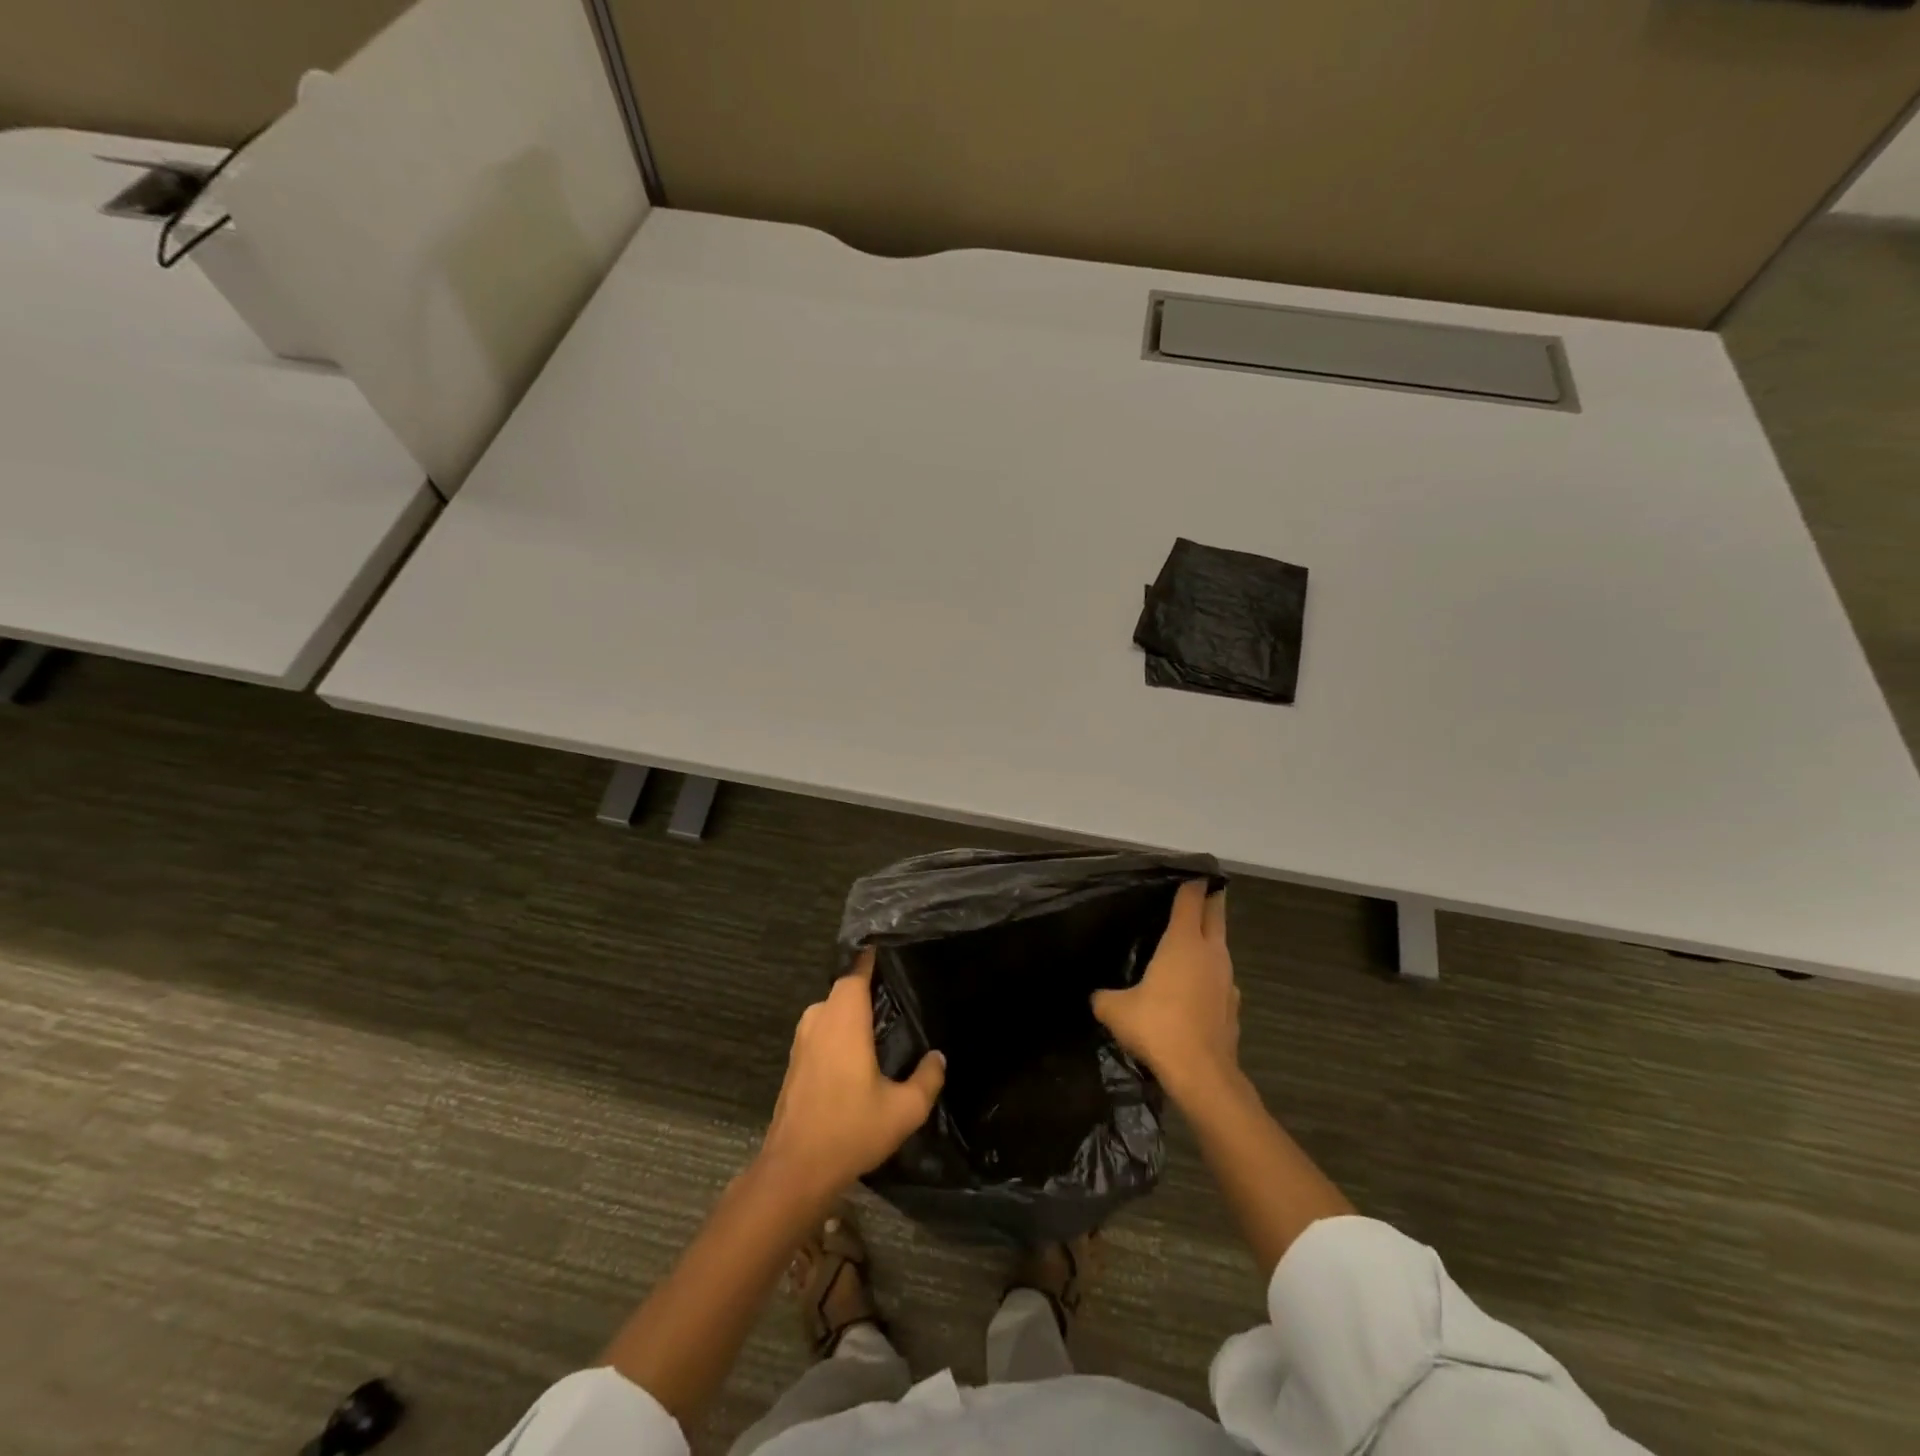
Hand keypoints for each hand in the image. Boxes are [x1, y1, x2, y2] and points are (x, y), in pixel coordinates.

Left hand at [757, 950, 945, 1209]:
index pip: (856, 972)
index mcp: (844, 1020)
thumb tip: (938, 1056)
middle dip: (866, 986)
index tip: (887, 948)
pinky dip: (838, 1030)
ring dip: (850, 1010)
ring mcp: (802, 1041)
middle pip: (843, 989)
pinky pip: (821, 1030)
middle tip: (896, 990)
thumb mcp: (904, 1109)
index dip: (870, 959)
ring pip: (829, 1010)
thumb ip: (928, 1079)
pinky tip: (858, 1051)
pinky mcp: (795, 1062)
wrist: (795, 1169)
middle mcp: (820, 1020)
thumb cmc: (851, 1130)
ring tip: (881, 1020)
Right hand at [1092, 880, 1238, 1107]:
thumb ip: (1104, 996)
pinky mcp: (1233, 1006)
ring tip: (1190, 940)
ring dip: (1210, 939)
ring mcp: (1227, 980)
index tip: (1188, 872)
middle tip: (1199, 891)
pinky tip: (1194, 988)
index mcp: (1184, 941)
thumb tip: (1098, 996)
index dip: (1191, 883)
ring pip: (1220, 947)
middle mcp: (1211, 952)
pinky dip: (1210, 974)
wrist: (1202, 1074)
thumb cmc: (1158, 1027)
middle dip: (1210, 899)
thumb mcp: (1115, 1010)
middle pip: (1216, 914)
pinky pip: (1220, 978)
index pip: (1191, 898)